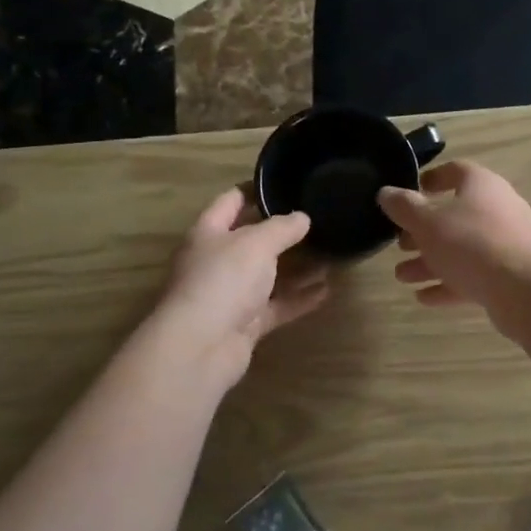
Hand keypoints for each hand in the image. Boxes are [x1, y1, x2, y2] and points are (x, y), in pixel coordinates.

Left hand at [153, 186, 329, 388]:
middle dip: (282, 232)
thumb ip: (282, 228)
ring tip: (330, 254)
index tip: (285, 184)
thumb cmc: (223, 280)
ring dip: (297, 267)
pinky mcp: (244, 324)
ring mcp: (230, 295)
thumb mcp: (256, 243)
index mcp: (209, 233)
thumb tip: (302, 217)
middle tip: (317, 220)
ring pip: (267, 276)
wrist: (200, 347)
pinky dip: (299, 298)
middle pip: (251, 240)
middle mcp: (216, 261)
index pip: (230, 201)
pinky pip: (276, 305)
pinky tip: (326, 290)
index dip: (255, 190)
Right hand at [377, 160, 530, 315]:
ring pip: (461, 248)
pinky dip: (448, 283)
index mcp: (482, 186)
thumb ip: (403, 207)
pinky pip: (473, 274)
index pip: (455, 171)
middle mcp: (498, 209)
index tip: (408, 193)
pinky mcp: (510, 275)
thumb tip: (385, 192)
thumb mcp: (428, 223)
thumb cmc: (471, 243)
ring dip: (430, 261)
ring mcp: (507, 243)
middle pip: (454, 215)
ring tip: (402, 276)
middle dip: (422, 232)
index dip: (430, 179)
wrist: (525, 291)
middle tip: (399, 245)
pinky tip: (423, 297)